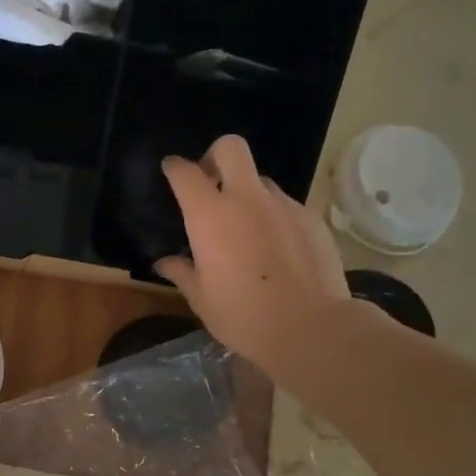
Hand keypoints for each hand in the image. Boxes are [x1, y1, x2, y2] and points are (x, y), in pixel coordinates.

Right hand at [155, 135, 355, 380]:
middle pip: (230, 148)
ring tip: (246, 227)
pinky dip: (273, 217)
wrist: (309, 327)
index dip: (174, 167)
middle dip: (215, 156)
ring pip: (260, 180)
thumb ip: (181, 272)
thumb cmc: (242, 315)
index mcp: (209, 215)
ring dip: (247, 193)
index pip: (185, 172)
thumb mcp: (201, 298)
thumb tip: (164, 263)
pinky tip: (275, 248)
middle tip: (211, 183)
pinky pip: (285, 206)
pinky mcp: (311, 219)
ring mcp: (283, 205)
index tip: (171, 171)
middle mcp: (246, 199)